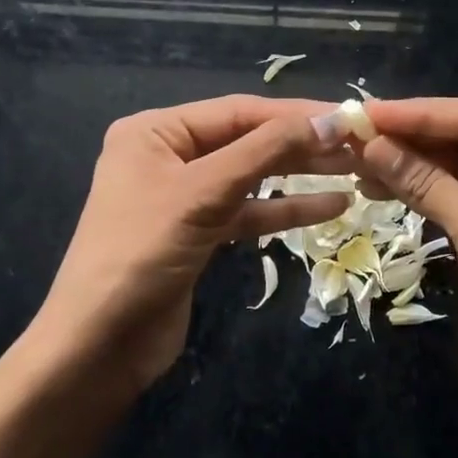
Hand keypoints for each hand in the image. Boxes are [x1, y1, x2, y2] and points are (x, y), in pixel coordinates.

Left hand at [30, 96, 351, 394]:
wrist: (99, 346)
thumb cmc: (142, 254)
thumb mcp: (204, 193)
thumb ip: (267, 152)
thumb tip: (330, 121)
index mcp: (156, 131)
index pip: (238, 111)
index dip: (294, 114)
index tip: (348, 117)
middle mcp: (168, 155)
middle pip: (247, 140)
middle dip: (301, 144)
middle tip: (358, 145)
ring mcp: (183, 196)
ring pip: (252, 176)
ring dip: (300, 174)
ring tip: (354, 170)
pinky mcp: (198, 233)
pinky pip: (248, 211)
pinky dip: (285, 209)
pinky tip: (330, 206)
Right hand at [356, 97, 457, 438]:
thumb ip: (427, 183)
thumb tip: (370, 142)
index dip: (428, 112)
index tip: (373, 113)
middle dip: (414, 135)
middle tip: (358, 131)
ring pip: (452, 168)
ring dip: (408, 161)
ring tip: (358, 159)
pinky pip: (446, 197)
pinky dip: (413, 190)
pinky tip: (376, 186)